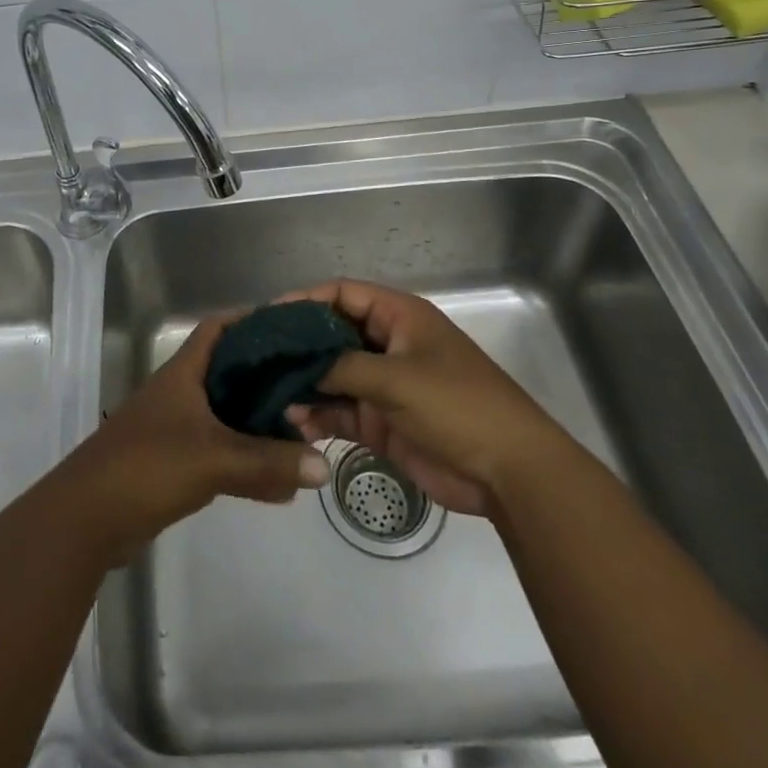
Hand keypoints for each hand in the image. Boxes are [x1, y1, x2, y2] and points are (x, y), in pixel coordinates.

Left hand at [59, 315, 329, 564]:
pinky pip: (220, 451)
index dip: (251, 320)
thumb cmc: (148, 466)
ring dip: (259, 420)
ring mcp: (175, 427)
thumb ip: (268, 462)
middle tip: (309, 380)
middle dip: (266, 374)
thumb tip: (323, 464)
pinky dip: (247, 459)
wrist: (88, 518)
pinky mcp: (174, 462)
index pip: (218, 328)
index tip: (291, 327)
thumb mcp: (214, 459)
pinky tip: (278, 481)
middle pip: (228, 370)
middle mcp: (180, 392)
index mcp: (184, 372)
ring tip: (302, 428)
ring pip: (226, 413)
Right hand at [281, 280, 570, 518]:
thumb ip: (342, 367)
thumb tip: (296, 368)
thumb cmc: (457, 406)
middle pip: (332, 334)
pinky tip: (293, 424)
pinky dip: (318, 415)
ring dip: (304, 385)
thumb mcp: (396, 378)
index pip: (342, 294)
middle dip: (298, 346)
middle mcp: (388, 343)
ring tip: (269, 396)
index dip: (304, 300)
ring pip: (332, 375)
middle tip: (258, 358)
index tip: (268, 318)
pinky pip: (341, 410)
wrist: (509, 473)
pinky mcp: (382, 421)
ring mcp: (384, 383)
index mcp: (398, 316)